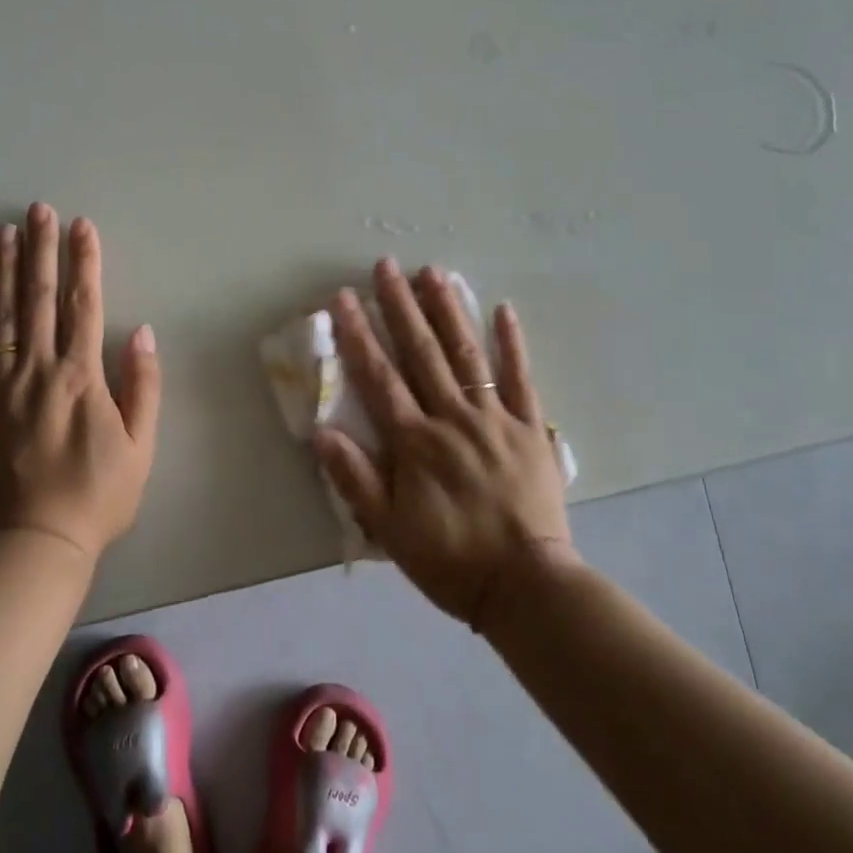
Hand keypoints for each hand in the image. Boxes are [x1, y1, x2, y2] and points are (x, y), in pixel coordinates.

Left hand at [0, 204, 161, 561]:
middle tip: (39, 209)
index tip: (83, 226)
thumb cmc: (96, 497)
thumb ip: (143, 387)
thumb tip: (142, 333)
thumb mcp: (140, 448)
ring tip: (5, 231)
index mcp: (80, 377)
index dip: (84, 262)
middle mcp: (37, 370)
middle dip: (42, 249)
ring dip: (4, 269)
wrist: (31, 544)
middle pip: (38, 298)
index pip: (83, 304)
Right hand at [314, 259, 573, 626]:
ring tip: (434, 272)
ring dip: (448, 310)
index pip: (379, 376)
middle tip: (386, 265)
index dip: (359, 334)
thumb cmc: (450, 559)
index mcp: (415, 442)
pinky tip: (503, 309)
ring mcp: (495, 418)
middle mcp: (452, 418)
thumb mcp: (389, 530)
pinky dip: (513, 343)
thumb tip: (321, 432)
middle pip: (422, 352)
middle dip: (400, 306)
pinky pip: (522, 378)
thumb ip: (354, 479)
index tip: (345, 297)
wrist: (527, 587)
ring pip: (467, 354)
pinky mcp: (531, 428)